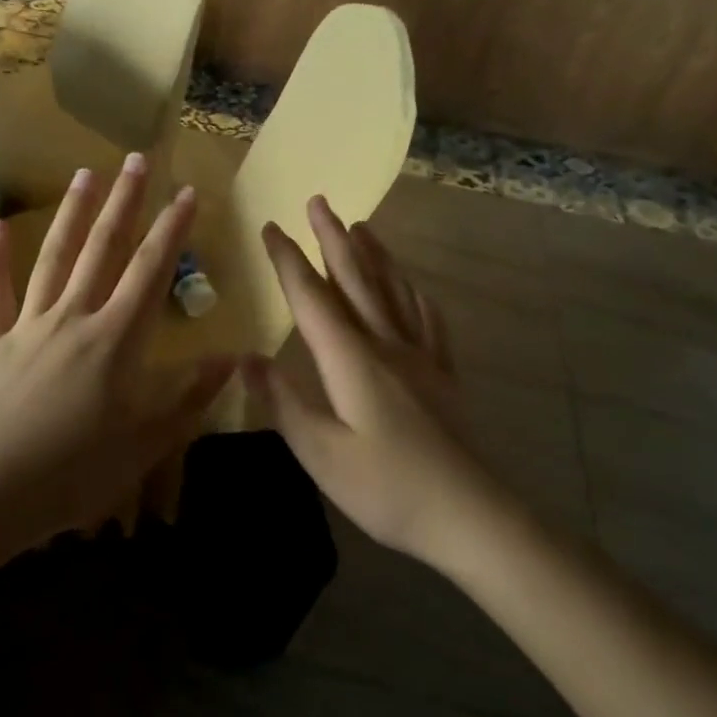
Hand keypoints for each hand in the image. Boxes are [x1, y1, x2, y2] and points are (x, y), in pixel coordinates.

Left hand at [0, 155, 234, 553]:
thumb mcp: (146, 444)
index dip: (173, 230)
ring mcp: (25, 327)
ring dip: (71, 214)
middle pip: (103, 249)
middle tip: (137, 159)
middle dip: (125, 203)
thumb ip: (190, 398)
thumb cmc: (71, 474)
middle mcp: (72, 319)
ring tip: (85, 174)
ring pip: (52, 258)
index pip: (151, 272)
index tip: (188, 193)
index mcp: (115, 341)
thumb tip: (234, 358)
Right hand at [244, 197, 506, 568]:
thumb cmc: (387, 488)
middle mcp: (387, 345)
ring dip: (374, 255)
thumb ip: (283, 403)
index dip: (288, 262)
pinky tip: (413, 288)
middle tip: (318, 201)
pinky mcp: (443, 376)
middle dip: (333, 239)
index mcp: (352, 360)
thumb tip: (245, 359)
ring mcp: (421, 358)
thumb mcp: (321, 453)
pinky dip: (414, 294)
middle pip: (356, 280)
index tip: (270, 228)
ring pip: (393, 291)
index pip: (312, 299)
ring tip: (362, 226)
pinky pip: (428, 320)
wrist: (470, 515)